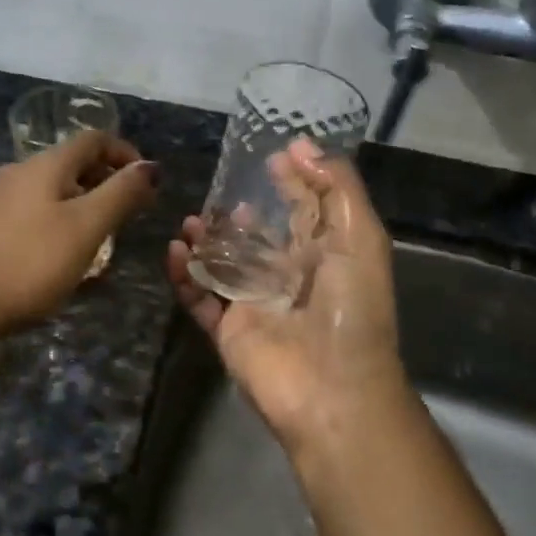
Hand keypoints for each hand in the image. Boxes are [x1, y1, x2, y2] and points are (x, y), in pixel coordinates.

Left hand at [0, 129, 159, 339]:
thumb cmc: (31, 263)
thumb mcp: (86, 228)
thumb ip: (121, 194)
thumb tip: (151, 166)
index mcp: (44, 165)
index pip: (93, 139)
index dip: (125, 153)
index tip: (147, 182)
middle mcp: (19, 172)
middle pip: (71, 162)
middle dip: (105, 180)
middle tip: (130, 211)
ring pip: (52, 189)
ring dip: (83, 202)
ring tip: (102, 234)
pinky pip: (34, 210)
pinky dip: (59, 219)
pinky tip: (64, 252)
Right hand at [166, 139, 408, 460]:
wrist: (331, 389)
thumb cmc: (351, 309)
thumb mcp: (361, 238)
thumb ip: (337, 189)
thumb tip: (302, 146)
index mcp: (327, 256)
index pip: (308, 210)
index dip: (295, 182)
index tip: (274, 154)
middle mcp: (290, 277)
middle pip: (261, 237)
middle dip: (240, 213)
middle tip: (219, 192)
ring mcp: (257, 304)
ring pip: (225, 264)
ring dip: (207, 240)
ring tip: (190, 221)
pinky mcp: (229, 329)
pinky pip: (200, 297)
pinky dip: (185, 275)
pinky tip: (175, 251)